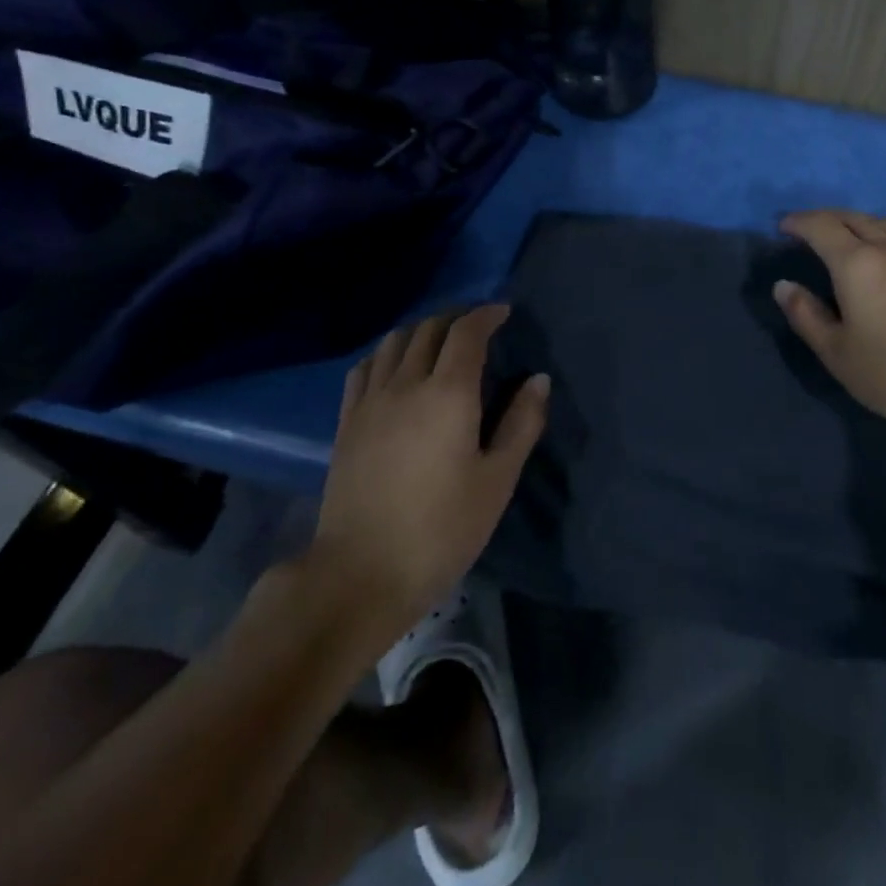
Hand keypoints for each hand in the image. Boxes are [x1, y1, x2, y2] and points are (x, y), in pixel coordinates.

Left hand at [307, 306, 547, 632]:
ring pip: (394, 342)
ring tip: (439, 342)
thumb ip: (521, 423)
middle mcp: (406, 384)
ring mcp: (370, 402)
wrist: (361, 573)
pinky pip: (365, 368)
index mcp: (449, 393)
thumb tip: (538, 379)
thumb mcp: (497, 479)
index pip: (466, 332)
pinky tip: (395, 368)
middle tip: (477, 327)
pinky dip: (386, 353)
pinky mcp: (346, 423)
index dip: (486, 315)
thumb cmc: (442, 528)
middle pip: (429, 329)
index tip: (503, 312)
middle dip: (456, 318)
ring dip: (421, 330)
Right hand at [774, 210, 885, 446]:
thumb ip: (806, 315)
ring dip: (866, 222)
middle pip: (855, 219)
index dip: (800, 222)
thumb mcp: (836, 352)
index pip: (822, 228)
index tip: (784, 226)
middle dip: (828, 218)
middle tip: (810, 228)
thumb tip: (784, 285)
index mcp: (855, 265)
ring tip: (853, 232)